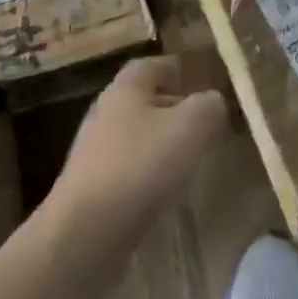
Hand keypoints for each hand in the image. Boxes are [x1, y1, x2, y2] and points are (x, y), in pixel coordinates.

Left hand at [42, 56, 227, 270]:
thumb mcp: (190, 127)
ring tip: (190, 157)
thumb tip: (213, 101)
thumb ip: (208, 106)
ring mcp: (94, 153)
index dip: (176, 69)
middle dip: (172, 107)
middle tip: (203, 122)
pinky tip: (165, 191)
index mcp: (124, 89)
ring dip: (161, 142)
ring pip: (135, 136)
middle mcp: (105, 114)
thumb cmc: (140, 166)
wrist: (85, 233)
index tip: (200, 80)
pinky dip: (148, 172)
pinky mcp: (92, 188)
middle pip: (142, 100)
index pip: (151, 65)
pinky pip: (127, 169)